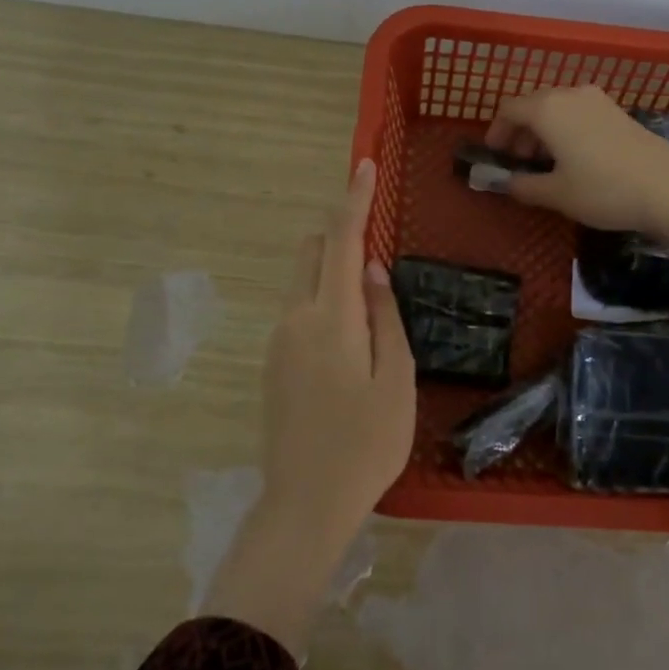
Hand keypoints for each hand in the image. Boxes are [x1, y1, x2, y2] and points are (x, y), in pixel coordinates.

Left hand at [261, 157, 415, 537]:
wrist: (304, 503)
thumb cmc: (365, 444)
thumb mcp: (396, 380)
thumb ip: (385, 318)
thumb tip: (374, 271)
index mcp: (330, 319)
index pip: (342, 242)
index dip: (354, 200)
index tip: (364, 165)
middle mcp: (295, 319)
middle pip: (312, 253)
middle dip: (340, 232)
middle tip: (376, 240)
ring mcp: (278, 341)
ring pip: (303, 281)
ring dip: (332, 268)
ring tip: (372, 296)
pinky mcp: (272, 363)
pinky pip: (299, 310)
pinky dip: (323, 298)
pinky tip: (350, 336)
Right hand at [485, 85, 668, 232]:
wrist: (668, 187)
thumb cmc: (603, 190)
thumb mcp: (556, 194)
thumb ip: (524, 186)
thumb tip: (504, 183)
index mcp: (548, 109)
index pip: (509, 109)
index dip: (497, 131)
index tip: (494, 154)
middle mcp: (570, 94)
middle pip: (534, 105)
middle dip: (520, 132)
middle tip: (518, 162)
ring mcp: (598, 100)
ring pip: (558, 108)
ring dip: (543, 131)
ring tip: (544, 163)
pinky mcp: (617, 112)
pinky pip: (578, 114)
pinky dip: (566, 130)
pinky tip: (573, 158)